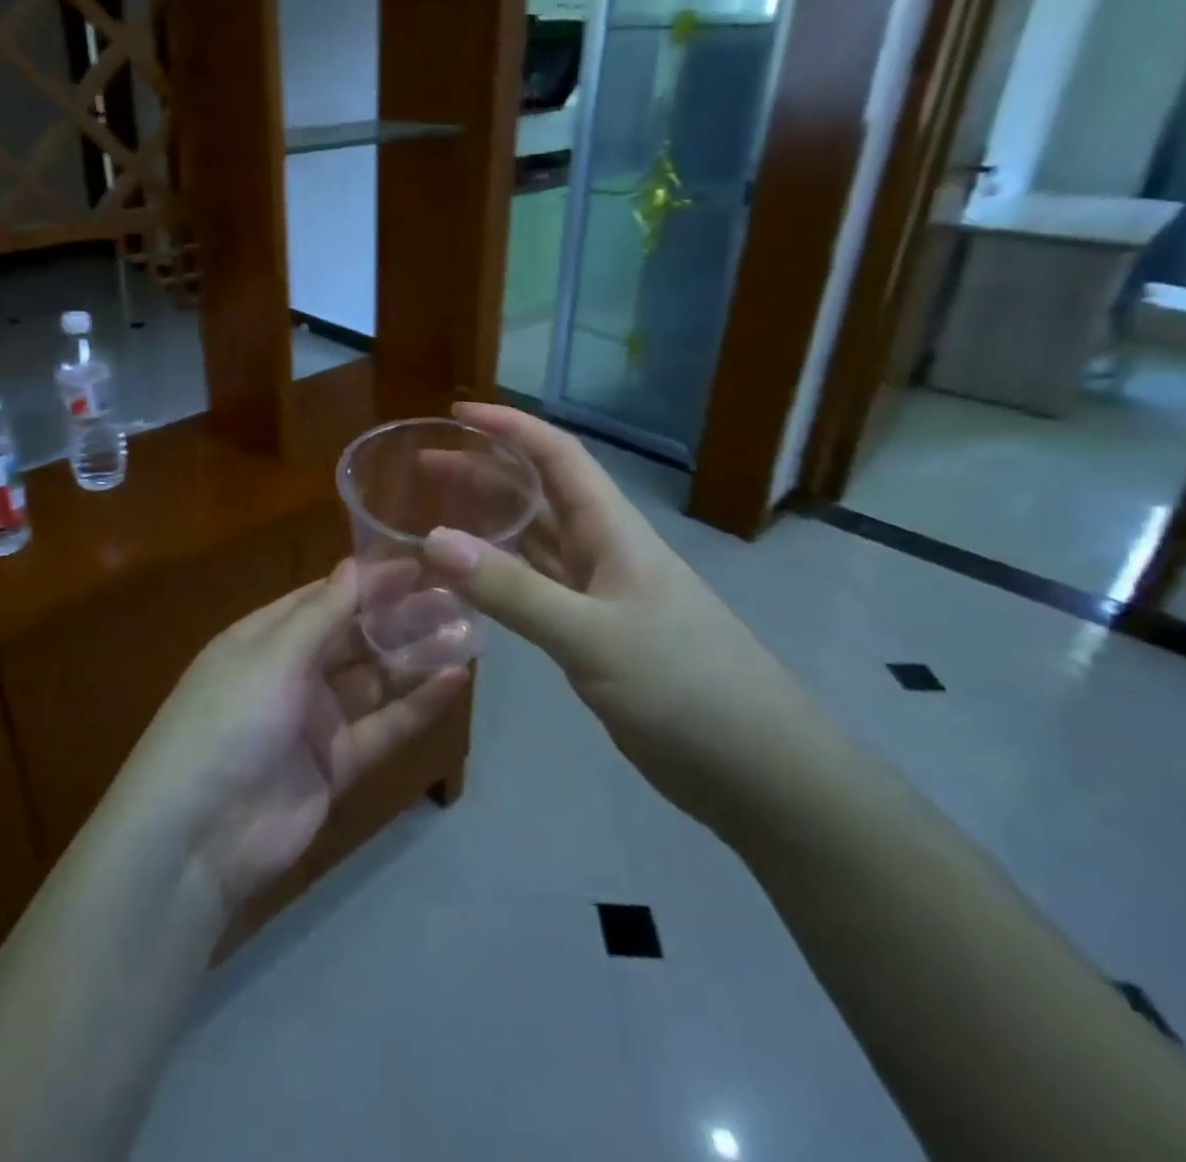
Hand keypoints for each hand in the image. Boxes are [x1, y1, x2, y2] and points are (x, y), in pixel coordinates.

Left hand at [119, 561, 468, 909]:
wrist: (197, 838)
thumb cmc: (229, 723)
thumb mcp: (272, 657)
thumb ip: (322, 614)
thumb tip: (355, 565)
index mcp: (263, 638)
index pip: (324, 598)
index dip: (369, 582)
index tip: (419, 566)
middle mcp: (289, 672)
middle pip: (353, 636)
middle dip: (398, 617)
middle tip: (454, 597)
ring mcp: (312, 720)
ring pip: (372, 680)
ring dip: (413, 658)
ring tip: (465, 632)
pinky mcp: (334, 765)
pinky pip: (382, 726)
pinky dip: (416, 706)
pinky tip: (454, 681)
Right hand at [421, 403, 818, 829]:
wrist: (759, 771)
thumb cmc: (684, 688)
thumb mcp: (592, 637)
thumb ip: (512, 591)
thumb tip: (432, 539)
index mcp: (613, 530)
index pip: (558, 455)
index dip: (510, 426)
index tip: (457, 413)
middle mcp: (606, 550)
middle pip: (540, 493)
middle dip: (486, 471)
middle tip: (426, 465)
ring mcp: (603, 595)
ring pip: (538, 541)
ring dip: (491, 522)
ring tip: (436, 513)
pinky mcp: (598, 635)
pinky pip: (539, 588)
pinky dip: (503, 577)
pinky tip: (472, 581)